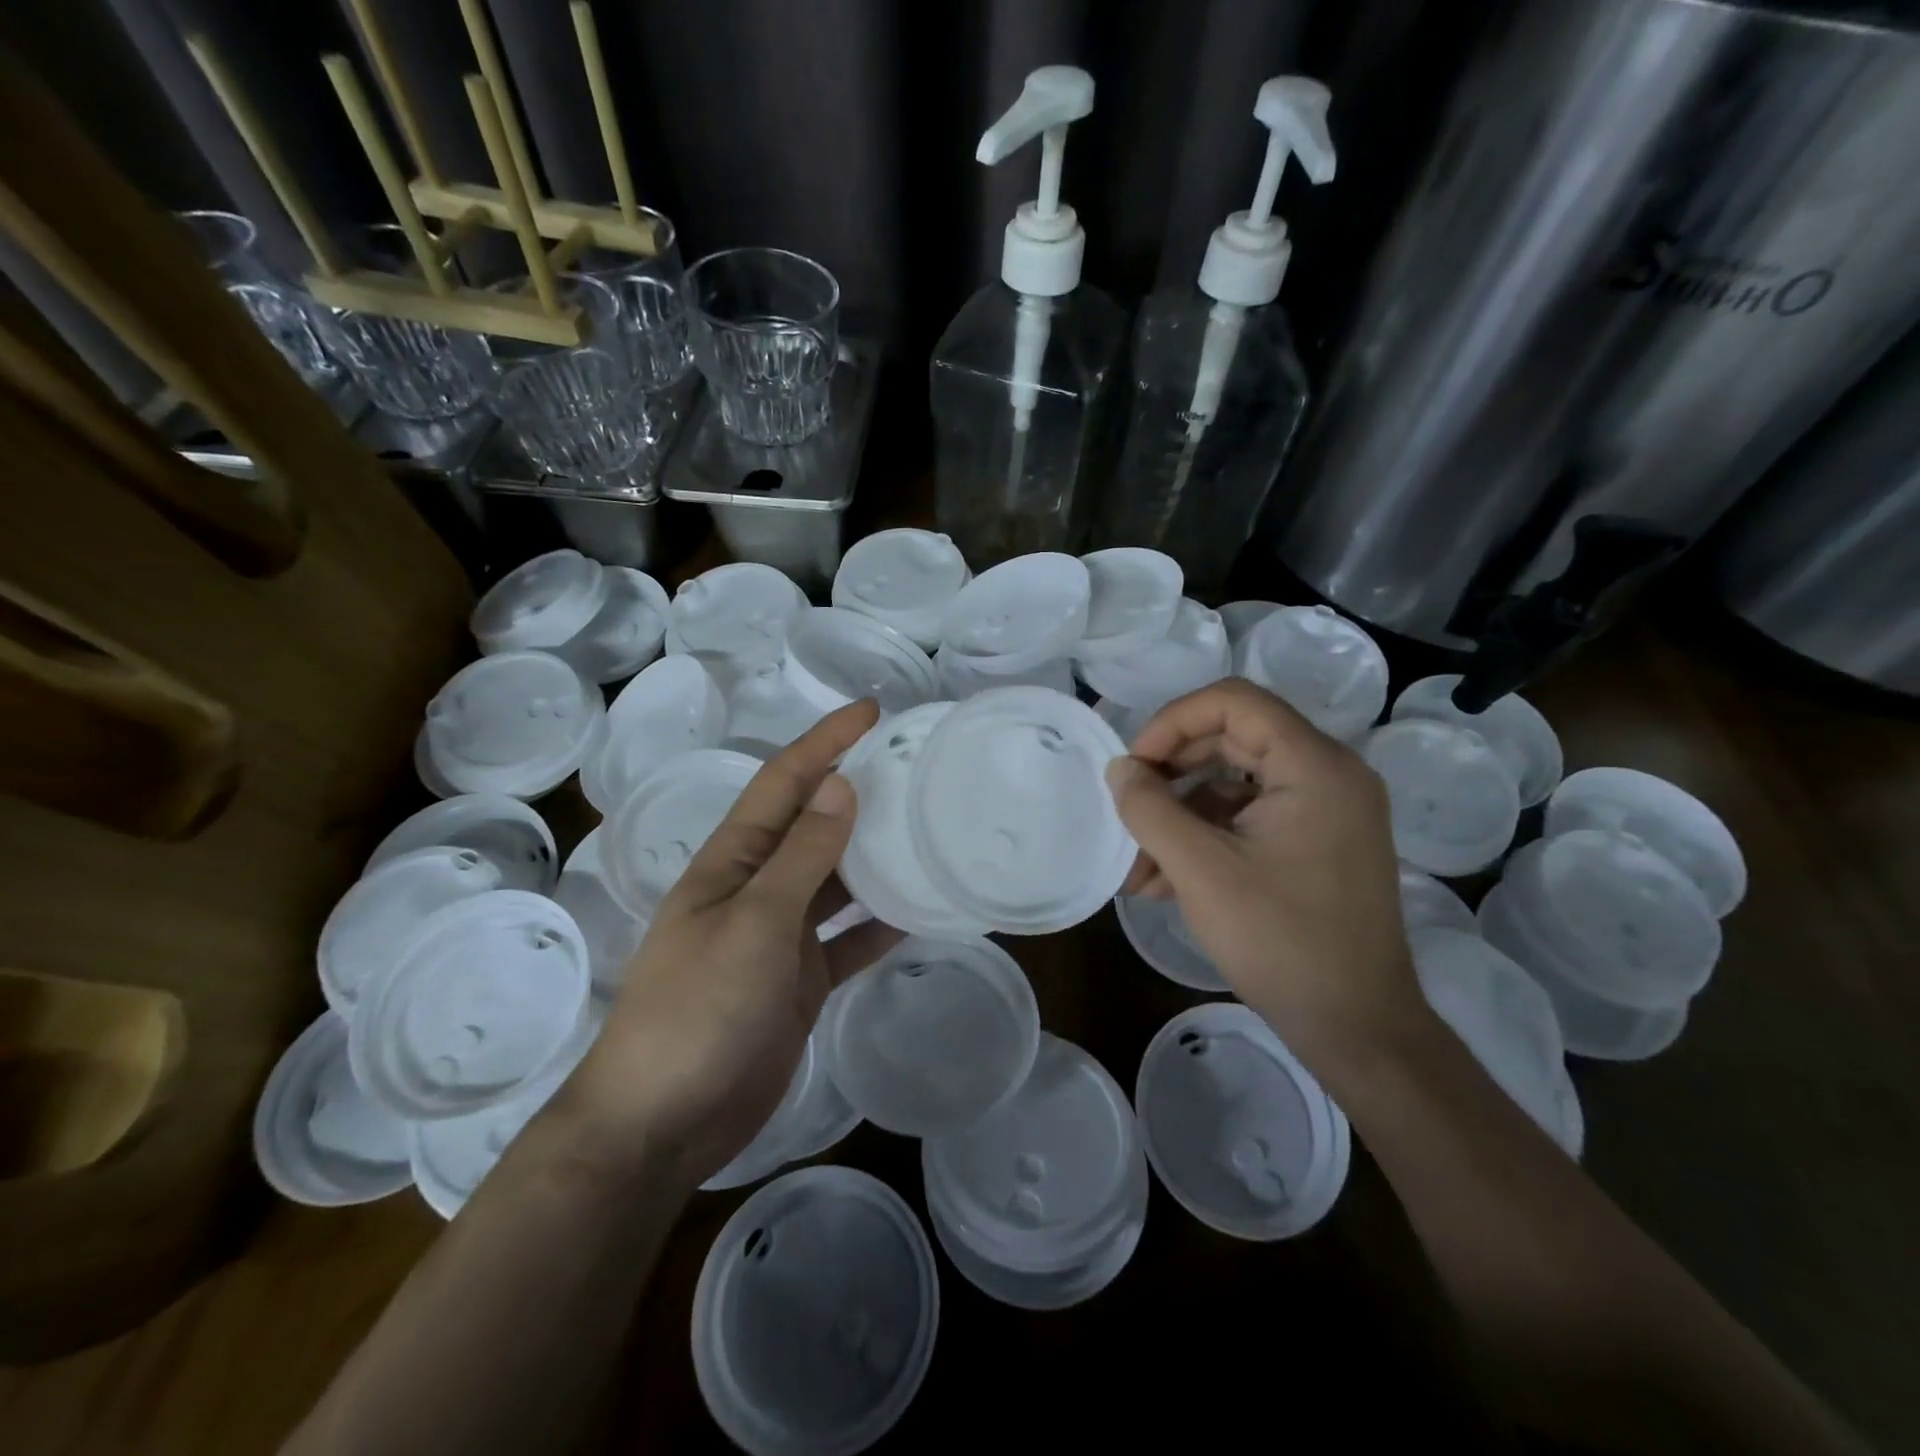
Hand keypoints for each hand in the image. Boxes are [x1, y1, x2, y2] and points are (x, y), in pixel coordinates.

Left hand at [562, 701, 900, 1191]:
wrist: (663, 1122)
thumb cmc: (699, 1009)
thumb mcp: (755, 923)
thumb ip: (802, 856)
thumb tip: (841, 786)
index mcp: (734, 861)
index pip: (784, 781)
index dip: (825, 741)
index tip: (873, 711)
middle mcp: (758, 888)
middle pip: (814, 825)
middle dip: (857, 791)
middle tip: (915, 768)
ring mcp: (779, 936)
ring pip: (835, 880)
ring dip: (873, 856)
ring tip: (927, 828)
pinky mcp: (799, 980)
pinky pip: (847, 939)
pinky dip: (878, 925)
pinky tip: (919, 912)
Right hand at [1107, 678, 1425, 1059]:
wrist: (1357, 1027)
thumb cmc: (1281, 940)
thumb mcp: (1201, 870)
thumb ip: (1150, 809)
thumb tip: (1120, 769)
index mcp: (1314, 766)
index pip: (1233, 702)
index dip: (1173, 722)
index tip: (1135, 767)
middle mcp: (1329, 775)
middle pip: (1232, 740)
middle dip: (1170, 776)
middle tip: (1128, 811)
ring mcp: (1327, 811)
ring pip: (1235, 785)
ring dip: (1180, 817)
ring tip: (1138, 868)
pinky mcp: (1318, 844)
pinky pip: (1250, 819)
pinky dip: (1205, 839)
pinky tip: (1164, 882)